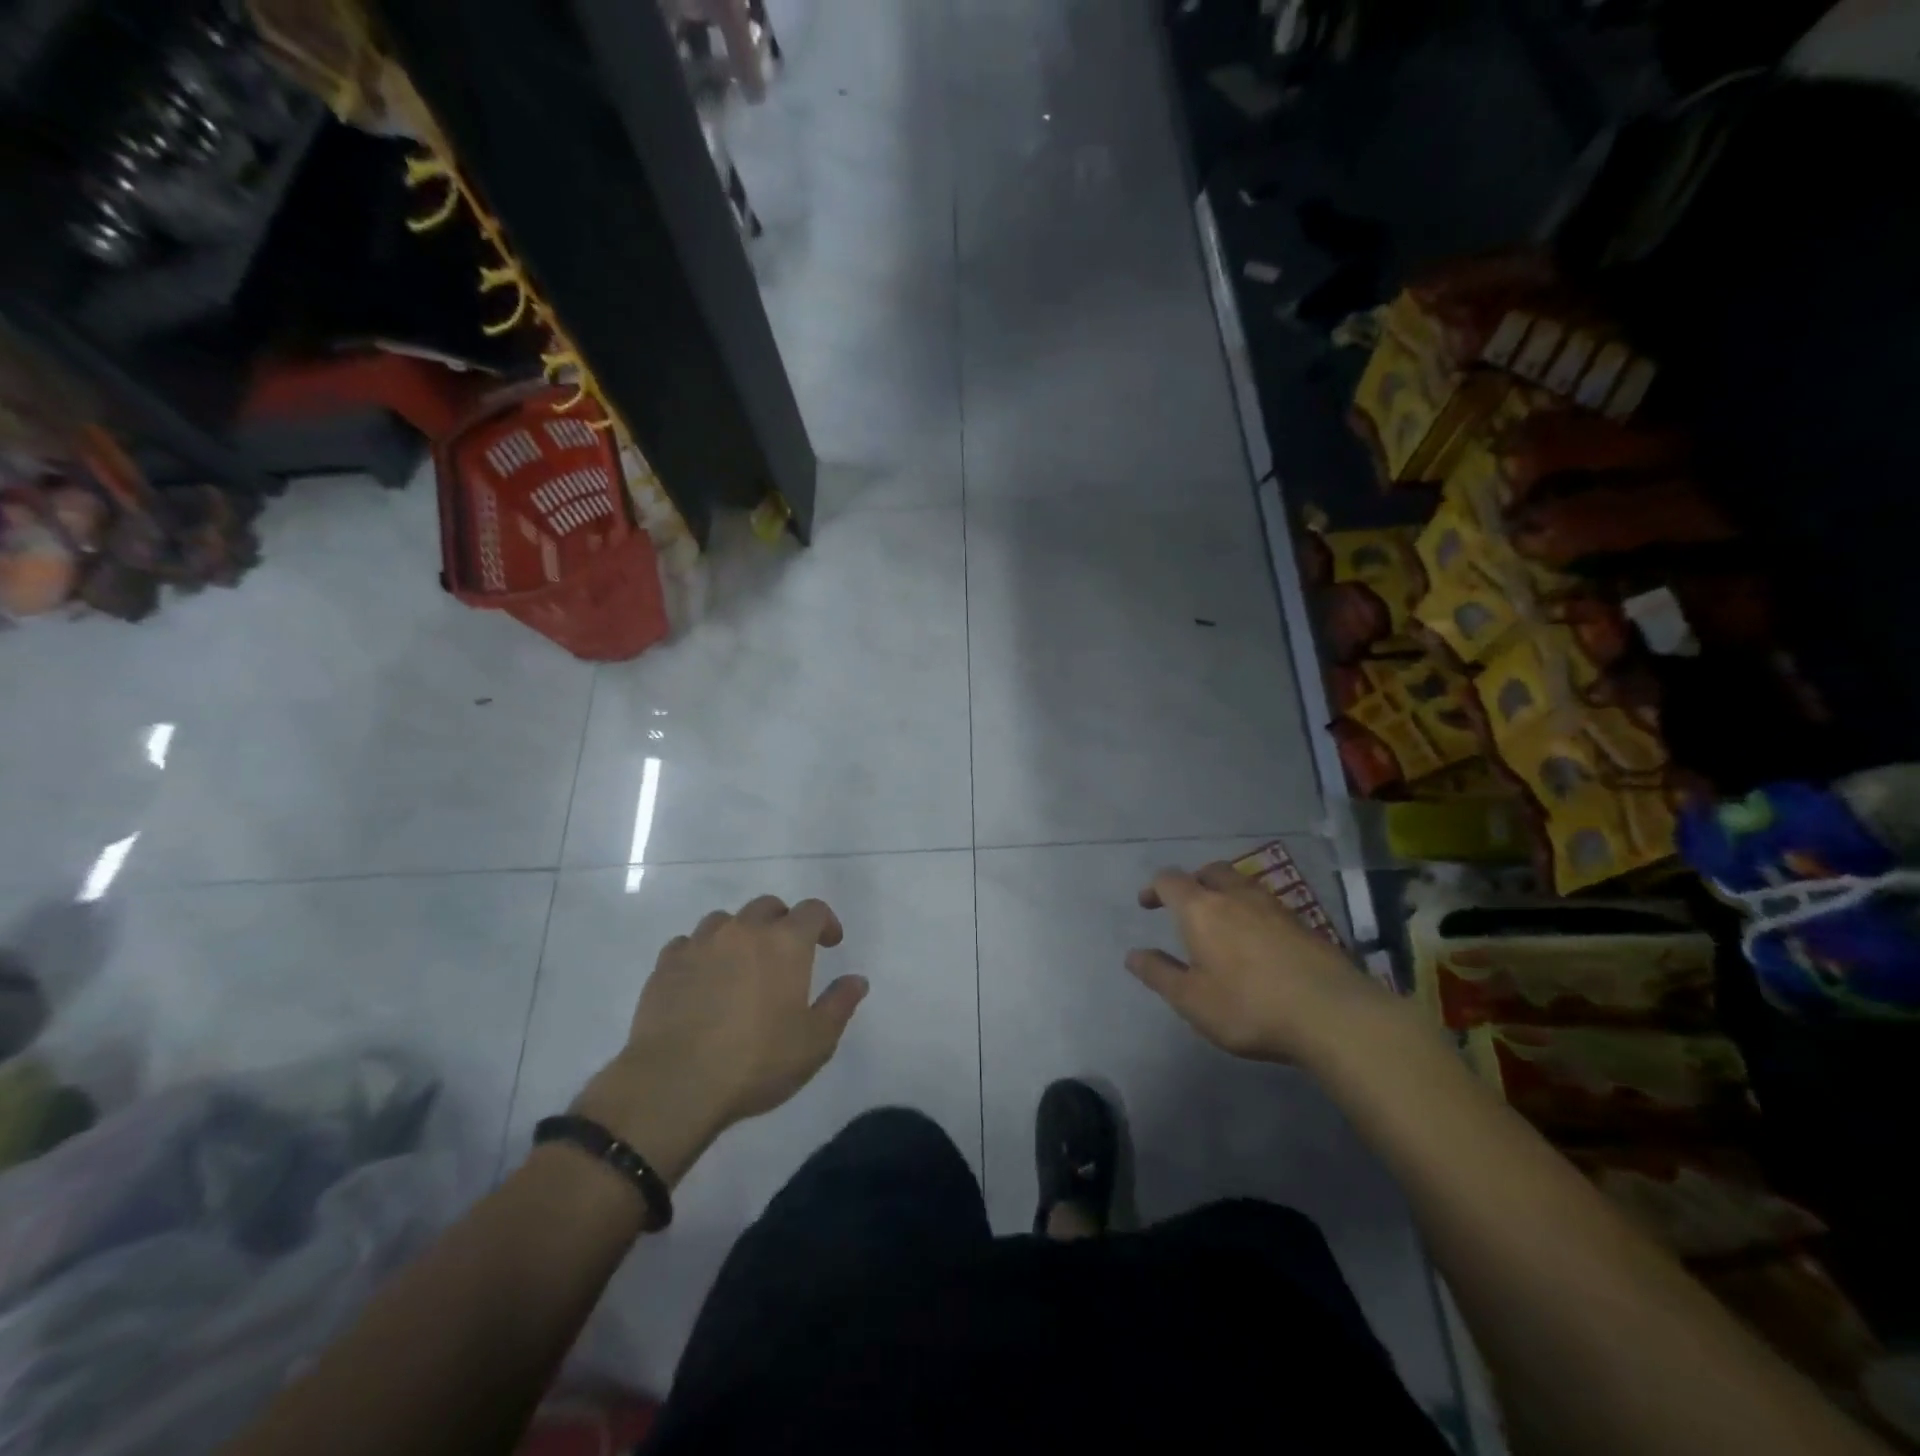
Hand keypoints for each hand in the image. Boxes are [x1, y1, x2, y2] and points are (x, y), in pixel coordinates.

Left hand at [572, 896, 867, 1182]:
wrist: (675, 1083)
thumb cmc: (756, 1061)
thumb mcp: (815, 1042)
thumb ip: (839, 1005)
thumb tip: (857, 980)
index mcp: (785, 943)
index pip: (812, 910)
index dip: (825, 922)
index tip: (830, 943)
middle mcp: (744, 931)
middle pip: (768, 906)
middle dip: (782, 922)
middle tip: (786, 953)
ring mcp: (701, 944)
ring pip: (725, 921)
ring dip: (739, 935)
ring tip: (741, 965)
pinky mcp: (666, 964)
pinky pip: (688, 944)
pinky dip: (701, 953)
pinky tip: (702, 979)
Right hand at [1126, 861, 1393, 1064]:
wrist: (1332, 1014)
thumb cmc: (1248, 1006)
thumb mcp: (1191, 1000)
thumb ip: (1159, 974)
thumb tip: (1133, 954)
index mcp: (1201, 909)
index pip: (1170, 881)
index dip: (1154, 888)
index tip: (1147, 903)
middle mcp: (1236, 896)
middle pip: (1210, 872)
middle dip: (1193, 882)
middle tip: (1186, 905)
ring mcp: (1274, 907)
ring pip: (1242, 884)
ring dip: (1225, 893)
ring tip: (1222, 920)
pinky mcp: (1303, 924)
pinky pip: (1267, 905)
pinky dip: (1253, 912)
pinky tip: (1258, 940)